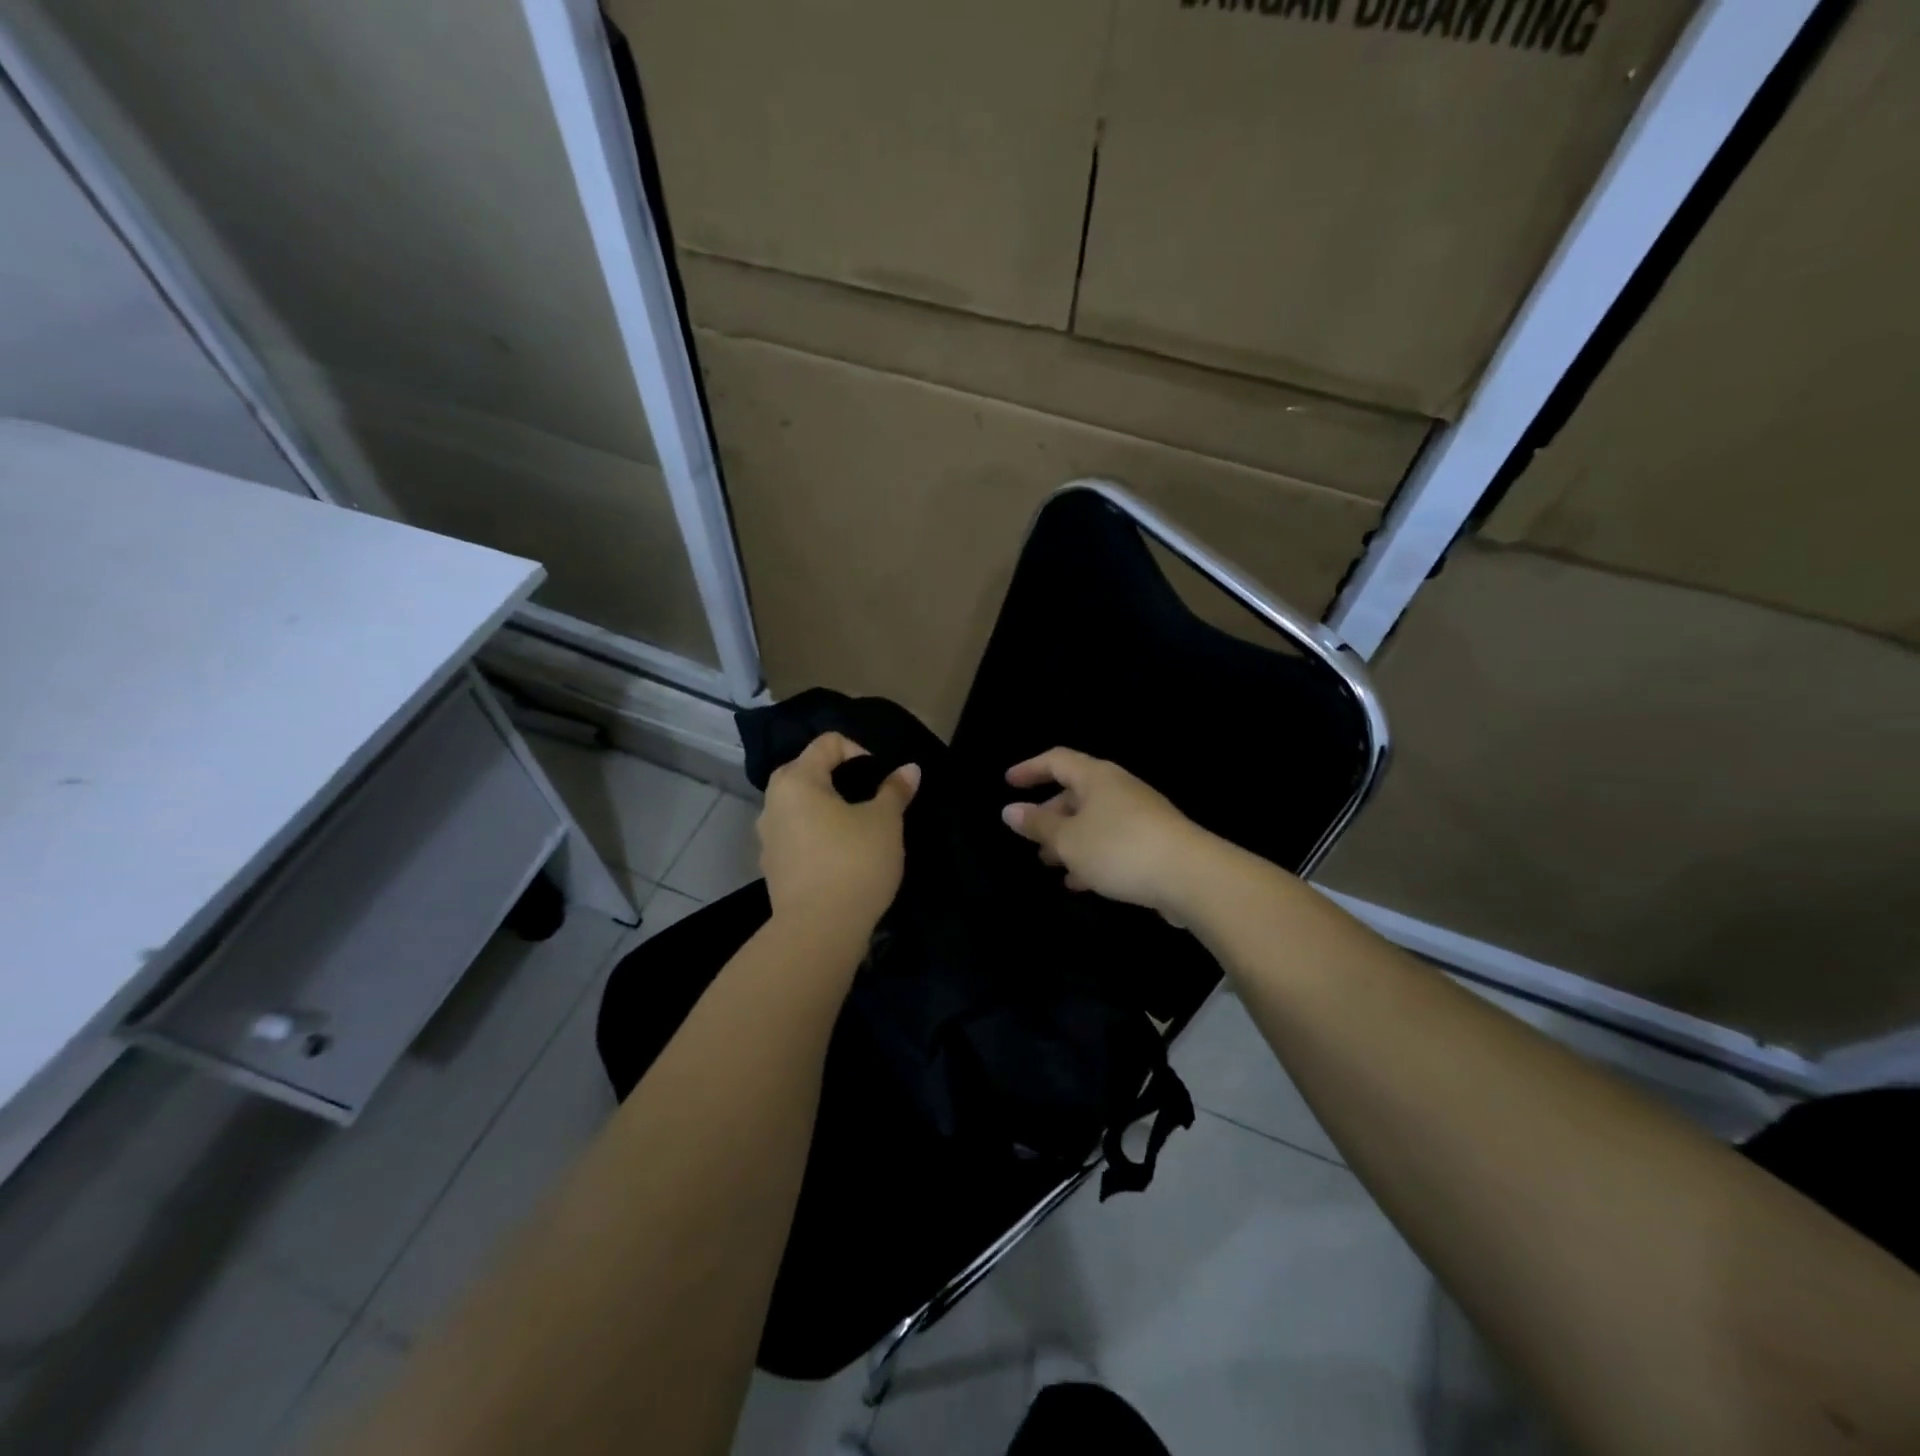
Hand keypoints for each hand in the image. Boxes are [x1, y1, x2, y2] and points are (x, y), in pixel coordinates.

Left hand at [759, 732, 919, 934]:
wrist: (819, 930)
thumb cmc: (854, 863)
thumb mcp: (886, 822)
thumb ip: (895, 790)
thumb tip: (909, 769)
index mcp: (797, 781)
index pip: (827, 743)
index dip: (859, 751)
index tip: (881, 779)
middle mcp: (773, 803)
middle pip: (806, 771)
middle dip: (839, 777)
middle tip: (868, 798)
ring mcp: (768, 837)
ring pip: (798, 806)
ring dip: (825, 808)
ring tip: (856, 828)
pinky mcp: (772, 867)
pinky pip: (795, 836)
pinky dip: (816, 835)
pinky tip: (839, 857)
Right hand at [1001, 749, 1217, 919]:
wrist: (1190, 876)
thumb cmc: (1119, 848)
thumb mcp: (1068, 839)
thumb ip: (1038, 825)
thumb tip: (1010, 811)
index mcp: (1096, 777)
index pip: (1057, 760)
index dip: (1030, 769)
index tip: (1008, 783)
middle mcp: (1118, 789)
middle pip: (1076, 793)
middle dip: (1050, 815)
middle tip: (1031, 838)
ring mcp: (1139, 815)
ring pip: (1094, 821)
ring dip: (1069, 840)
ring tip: (1050, 864)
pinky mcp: (1154, 842)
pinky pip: (1112, 842)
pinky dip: (1091, 856)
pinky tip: (1081, 883)